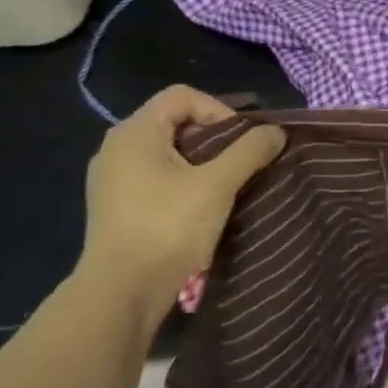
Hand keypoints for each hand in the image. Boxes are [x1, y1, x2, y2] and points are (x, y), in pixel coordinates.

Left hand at [77, 86, 285, 327]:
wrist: (122, 292)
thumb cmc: (168, 227)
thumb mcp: (219, 184)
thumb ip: (250, 150)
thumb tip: (275, 131)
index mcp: (135, 133)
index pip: (182, 96)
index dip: (218, 109)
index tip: (240, 141)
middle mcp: (116, 147)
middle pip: (175, 120)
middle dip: (215, 136)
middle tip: (240, 161)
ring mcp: (112, 177)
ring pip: (168, 150)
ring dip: (202, 160)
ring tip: (226, 183)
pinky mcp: (116, 204)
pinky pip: (156, 174)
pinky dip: (184, 179)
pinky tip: (202, 204)